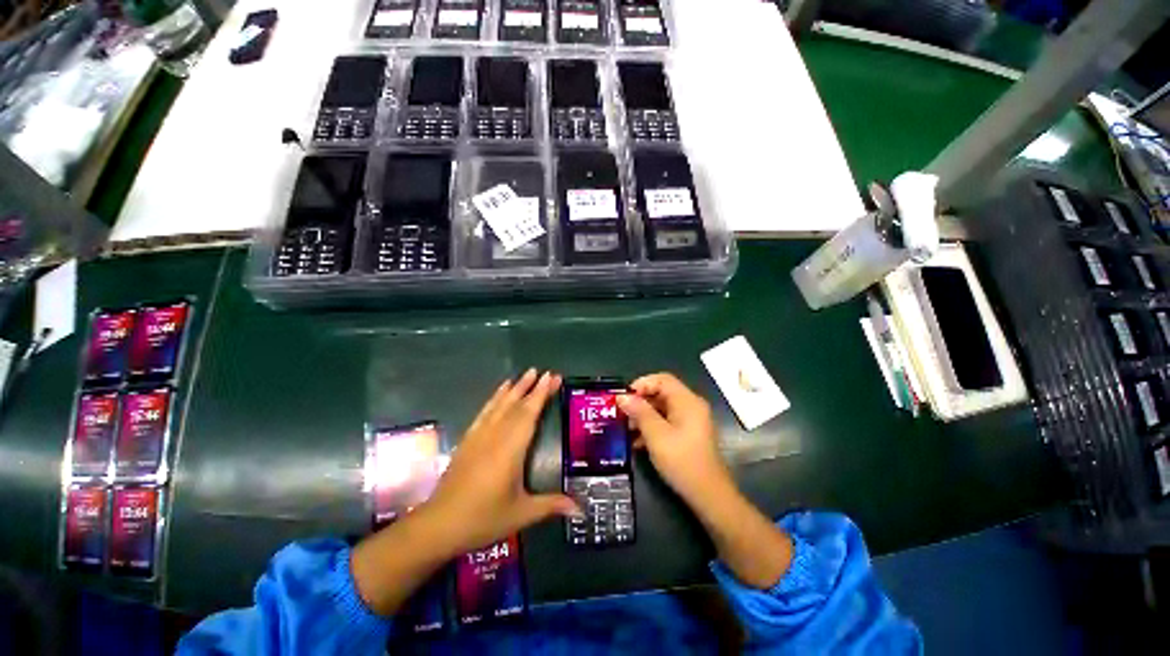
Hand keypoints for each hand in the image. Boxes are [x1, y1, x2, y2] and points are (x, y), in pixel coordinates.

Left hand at [422, 369, 579, 556]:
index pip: (529, 414)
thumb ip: (551, 505)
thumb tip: (582, 510)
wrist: (438, 524)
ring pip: (500, 405)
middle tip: (546, 372)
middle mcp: (495, 436)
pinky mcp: (468, 439)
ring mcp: (479, 436)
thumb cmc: (483, 518)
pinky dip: (495, 398)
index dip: (541, 394)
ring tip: (527, 373)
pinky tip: (501, 391)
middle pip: (517, 405)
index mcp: (511, 449)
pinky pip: (485, 412)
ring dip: (515, 388)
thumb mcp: (521, 513)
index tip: (552, 377)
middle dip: (533, 387)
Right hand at [617, 373, 728, 504]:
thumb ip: (639, 412)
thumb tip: (622, 396)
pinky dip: (652, 428)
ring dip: (643, 416)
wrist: (709, 496)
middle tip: (621, 413)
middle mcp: (691, 406)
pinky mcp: (688, 435)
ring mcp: (691, 421)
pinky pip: (667, 422)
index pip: (662, 379)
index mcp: (687, 401)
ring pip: (662, 409)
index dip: (642, 384)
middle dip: (640, 402)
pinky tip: (637, 442)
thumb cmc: (682, 461)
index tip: (624, 397)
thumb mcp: (656, 435)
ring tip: (625, 428)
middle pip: (662, 393)